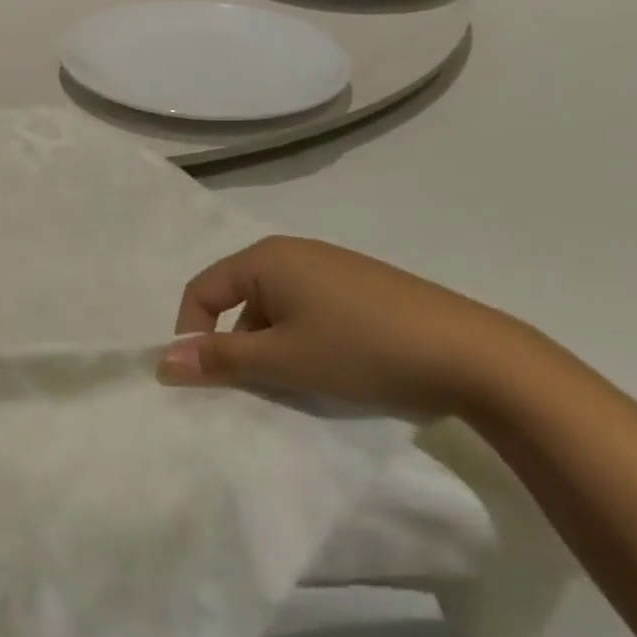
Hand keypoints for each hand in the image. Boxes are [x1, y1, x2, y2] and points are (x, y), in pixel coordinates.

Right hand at [158, 236, 550, 418]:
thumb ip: (219, 359)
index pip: (201, 290)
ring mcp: (330, 265)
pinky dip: (302, 337)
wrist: (473, 354)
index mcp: (265, 258)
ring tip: (299, 381)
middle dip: (236, 342)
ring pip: (274, 305)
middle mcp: (292, 251)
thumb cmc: (361, 350)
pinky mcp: (360, 284)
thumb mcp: (283, 360)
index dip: (193, 334)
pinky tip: (333, 366)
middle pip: (237, 296)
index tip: (207, 379)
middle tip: (256, 385)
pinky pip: (308, 307)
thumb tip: (163, 361)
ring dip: (271, 344)